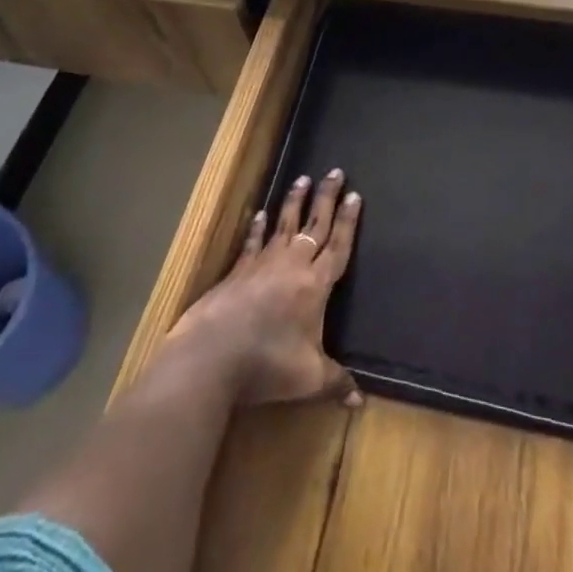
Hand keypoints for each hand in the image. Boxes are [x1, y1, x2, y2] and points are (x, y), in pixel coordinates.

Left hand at [165, 170, 362, 409]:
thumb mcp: (309, 378)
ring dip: (294, 202)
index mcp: (315, 285)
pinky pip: (253, 242)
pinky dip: (257, 228)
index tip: (354, 194)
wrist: (211, 355)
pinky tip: (259, 214)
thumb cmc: (267, 363)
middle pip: (314, 225)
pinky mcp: (238, 271)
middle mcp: (292, 265)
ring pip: (284, 225)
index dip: (348, 221)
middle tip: (334, 171)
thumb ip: (335, 382)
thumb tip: (361, 400)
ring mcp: (262, 264)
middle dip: (326, 198)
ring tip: (302, 179)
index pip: (337, 246)